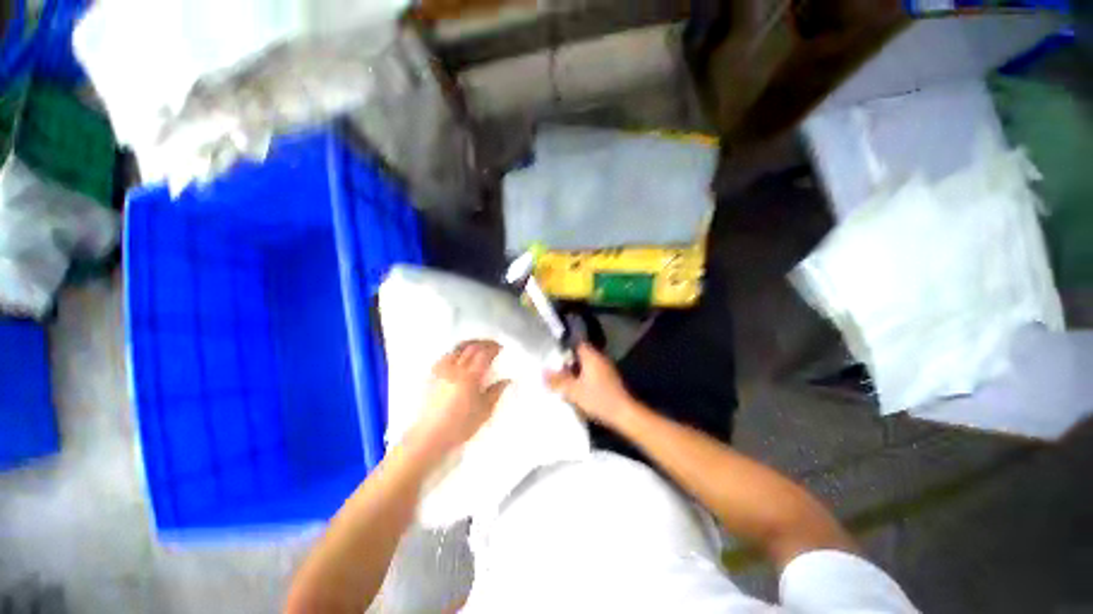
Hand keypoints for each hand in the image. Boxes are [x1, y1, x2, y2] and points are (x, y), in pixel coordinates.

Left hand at [409, 340, 509, 456]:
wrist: (429, 436)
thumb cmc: (460, 426)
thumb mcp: (484, 412)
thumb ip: (496, 393)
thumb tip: (507, 380)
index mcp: (470, 377)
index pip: (483, 354)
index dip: (493, 348)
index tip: (501, 348)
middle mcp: (455, 369)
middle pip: (470, 348)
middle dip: (483, 343)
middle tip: (492, 345)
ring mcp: (442, 371)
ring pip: (456, 349)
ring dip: (469, 344)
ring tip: (477, 347)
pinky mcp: (432, 376)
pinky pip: (445, 356)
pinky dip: (456, 352)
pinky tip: (458, 356)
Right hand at [546, 343, 636, 426]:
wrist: (624, 414)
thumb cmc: (598, 398)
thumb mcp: (573, 391)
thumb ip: (557, 381)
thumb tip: (543, 373)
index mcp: (591, 356)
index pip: (576, 343)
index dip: (564, 347)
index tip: (553, 353)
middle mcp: (599, 358)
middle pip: (580, 354)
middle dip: (568, 361)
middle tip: (554, 368)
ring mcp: (605, 368)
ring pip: (586, 365)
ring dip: (575, 371)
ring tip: (562, 380)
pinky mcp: (608, 379)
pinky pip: (592, 373)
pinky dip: (583, 377)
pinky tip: (576, 388)